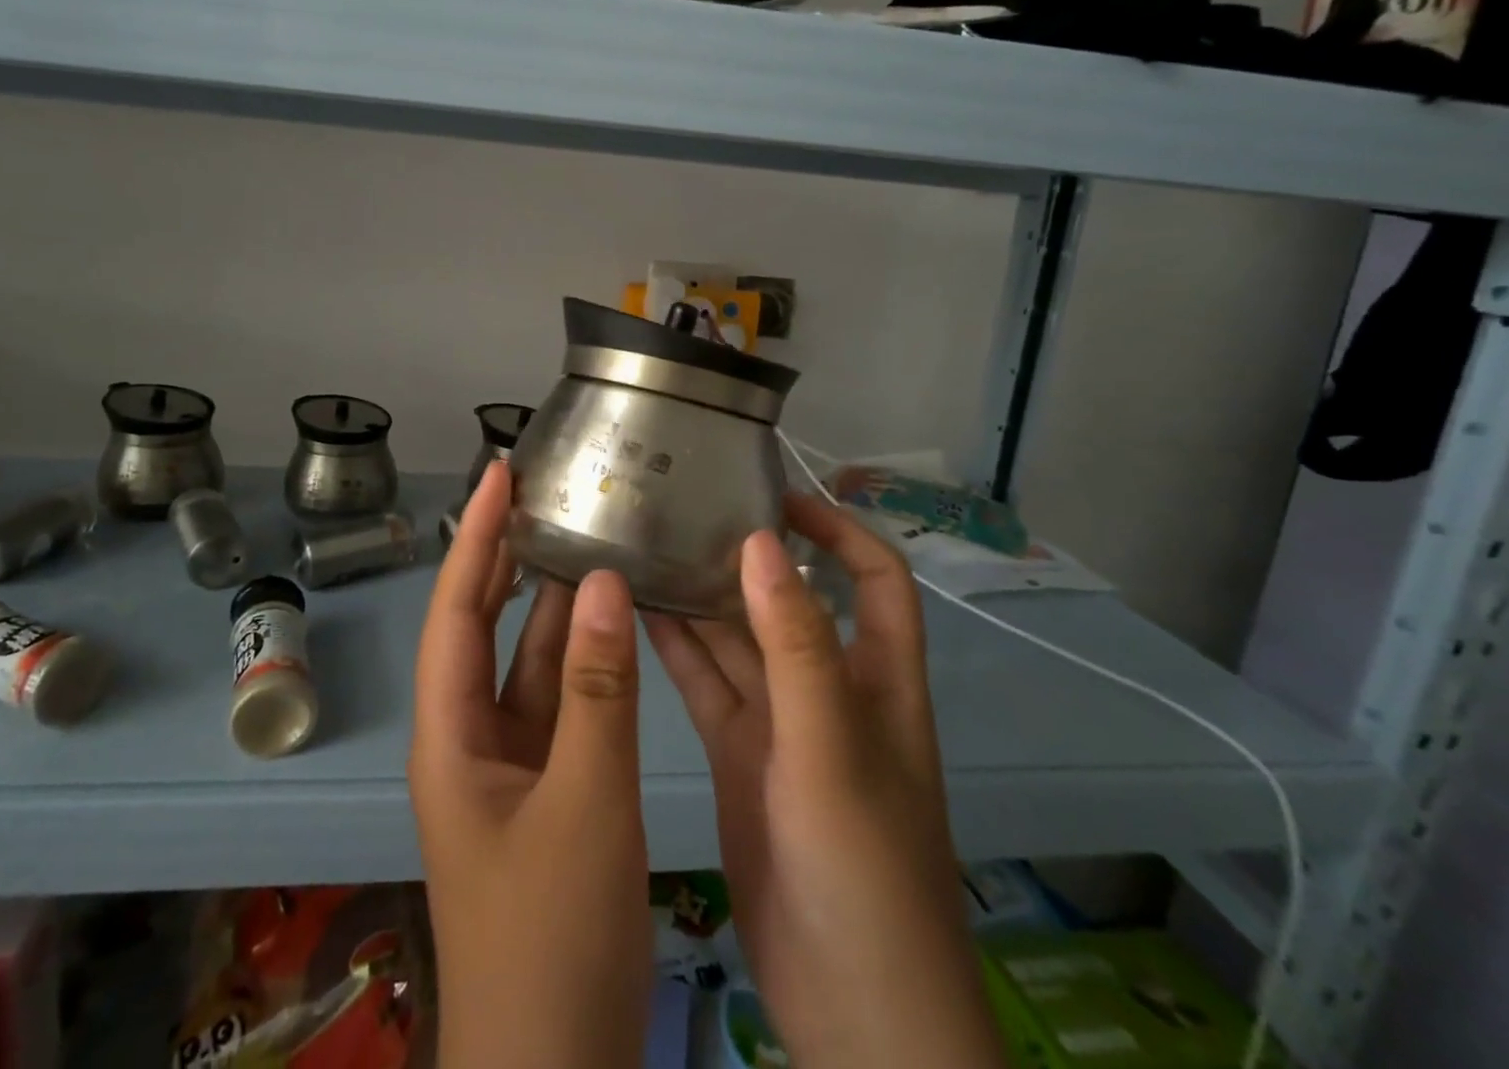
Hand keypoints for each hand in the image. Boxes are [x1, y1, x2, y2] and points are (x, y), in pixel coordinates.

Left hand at [410, 461, 652, 1068]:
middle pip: (487, 625)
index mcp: (452, 732)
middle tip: (544, 492)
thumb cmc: (551, 936)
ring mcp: (512, 761)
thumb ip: (597, 691)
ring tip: (585, 535)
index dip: (476, 536)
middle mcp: (472, 734)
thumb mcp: (584, 803)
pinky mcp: (550, 786)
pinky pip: (563, 700)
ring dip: (554, 603)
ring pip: (530, 660)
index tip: (499, 473)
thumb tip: (602, 581)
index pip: (457, 607)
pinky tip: (614, 622)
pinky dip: (586, 657)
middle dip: (508, 556)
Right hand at [645, 494, 1006, 1068]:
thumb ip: (796, 643)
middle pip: (788, 601)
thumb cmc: (865, 867)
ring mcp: (779, 723)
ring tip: (645, 546)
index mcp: (875, 676)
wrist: (854, 1013)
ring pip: (736, 640)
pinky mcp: (739, 755)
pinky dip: (677, 648)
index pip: (874, 576)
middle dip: (746, 556)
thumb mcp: (832, 745)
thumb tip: (762, 541)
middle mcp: (827, 688)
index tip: (776, 497)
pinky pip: (706, 684)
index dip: (837, 529)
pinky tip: (635, 613)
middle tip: (684, 510)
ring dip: (700, 598)